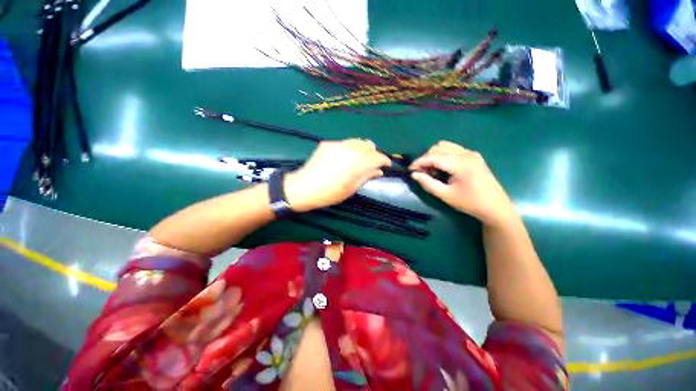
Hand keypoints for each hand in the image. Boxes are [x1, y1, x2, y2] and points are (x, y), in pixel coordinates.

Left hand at [284, 139, 391, 211]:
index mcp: (356, 163)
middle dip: (374, 153)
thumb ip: (366, 176)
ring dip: (363, 149)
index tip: (387, 165)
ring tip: (360, 160)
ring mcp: (337, 144)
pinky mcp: (328, 143)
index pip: (377, 156)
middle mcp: (349, 150)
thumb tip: (379, 171)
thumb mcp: (351, 189)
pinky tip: (345, 158)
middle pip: (369, 145)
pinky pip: (345, 143)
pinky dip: (350, 149)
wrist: (303, 188)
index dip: (384, 160)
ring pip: (357, 141)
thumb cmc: (329, 193)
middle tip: (373, 164)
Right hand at [409, 141, 516, 226]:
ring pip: (445, 146)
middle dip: (425, 158)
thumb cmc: (469, 203)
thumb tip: (414, 174)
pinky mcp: (473, 155)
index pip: (433, 156)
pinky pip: (453, 149)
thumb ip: (428, 183)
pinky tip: (442, 167)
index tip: (410, 170)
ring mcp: (471, 153)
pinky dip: (442, 155)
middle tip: (421, 173)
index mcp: (460, 163)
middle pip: (438, 148)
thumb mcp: (445, 195)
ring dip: (433, 155)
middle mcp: (466, 153)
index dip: (419, 162)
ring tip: (430, 170)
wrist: (495, 207)